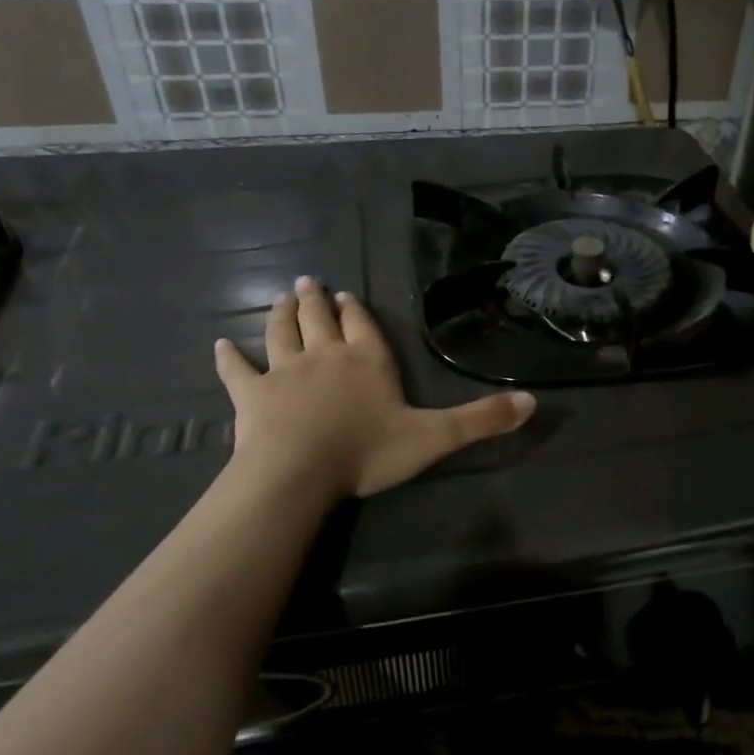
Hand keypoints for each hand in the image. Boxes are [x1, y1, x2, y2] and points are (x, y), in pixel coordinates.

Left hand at [214, 277, 535, 501]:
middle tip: (309, 283)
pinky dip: (229, 358)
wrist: (300, 470)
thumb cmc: (368, 451)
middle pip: (320, 321)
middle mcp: (326, 356)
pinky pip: (237, 371)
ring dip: (282, 315)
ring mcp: (285, 372)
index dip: (355, 312)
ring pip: (282, 334)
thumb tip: (533, 402)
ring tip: (282, 297)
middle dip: (317, 303)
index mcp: (367, 361)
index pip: (363, 327)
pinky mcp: (251, 394)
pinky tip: (220, 345)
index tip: (345, 296)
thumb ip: (481, 420)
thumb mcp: (435, 438)